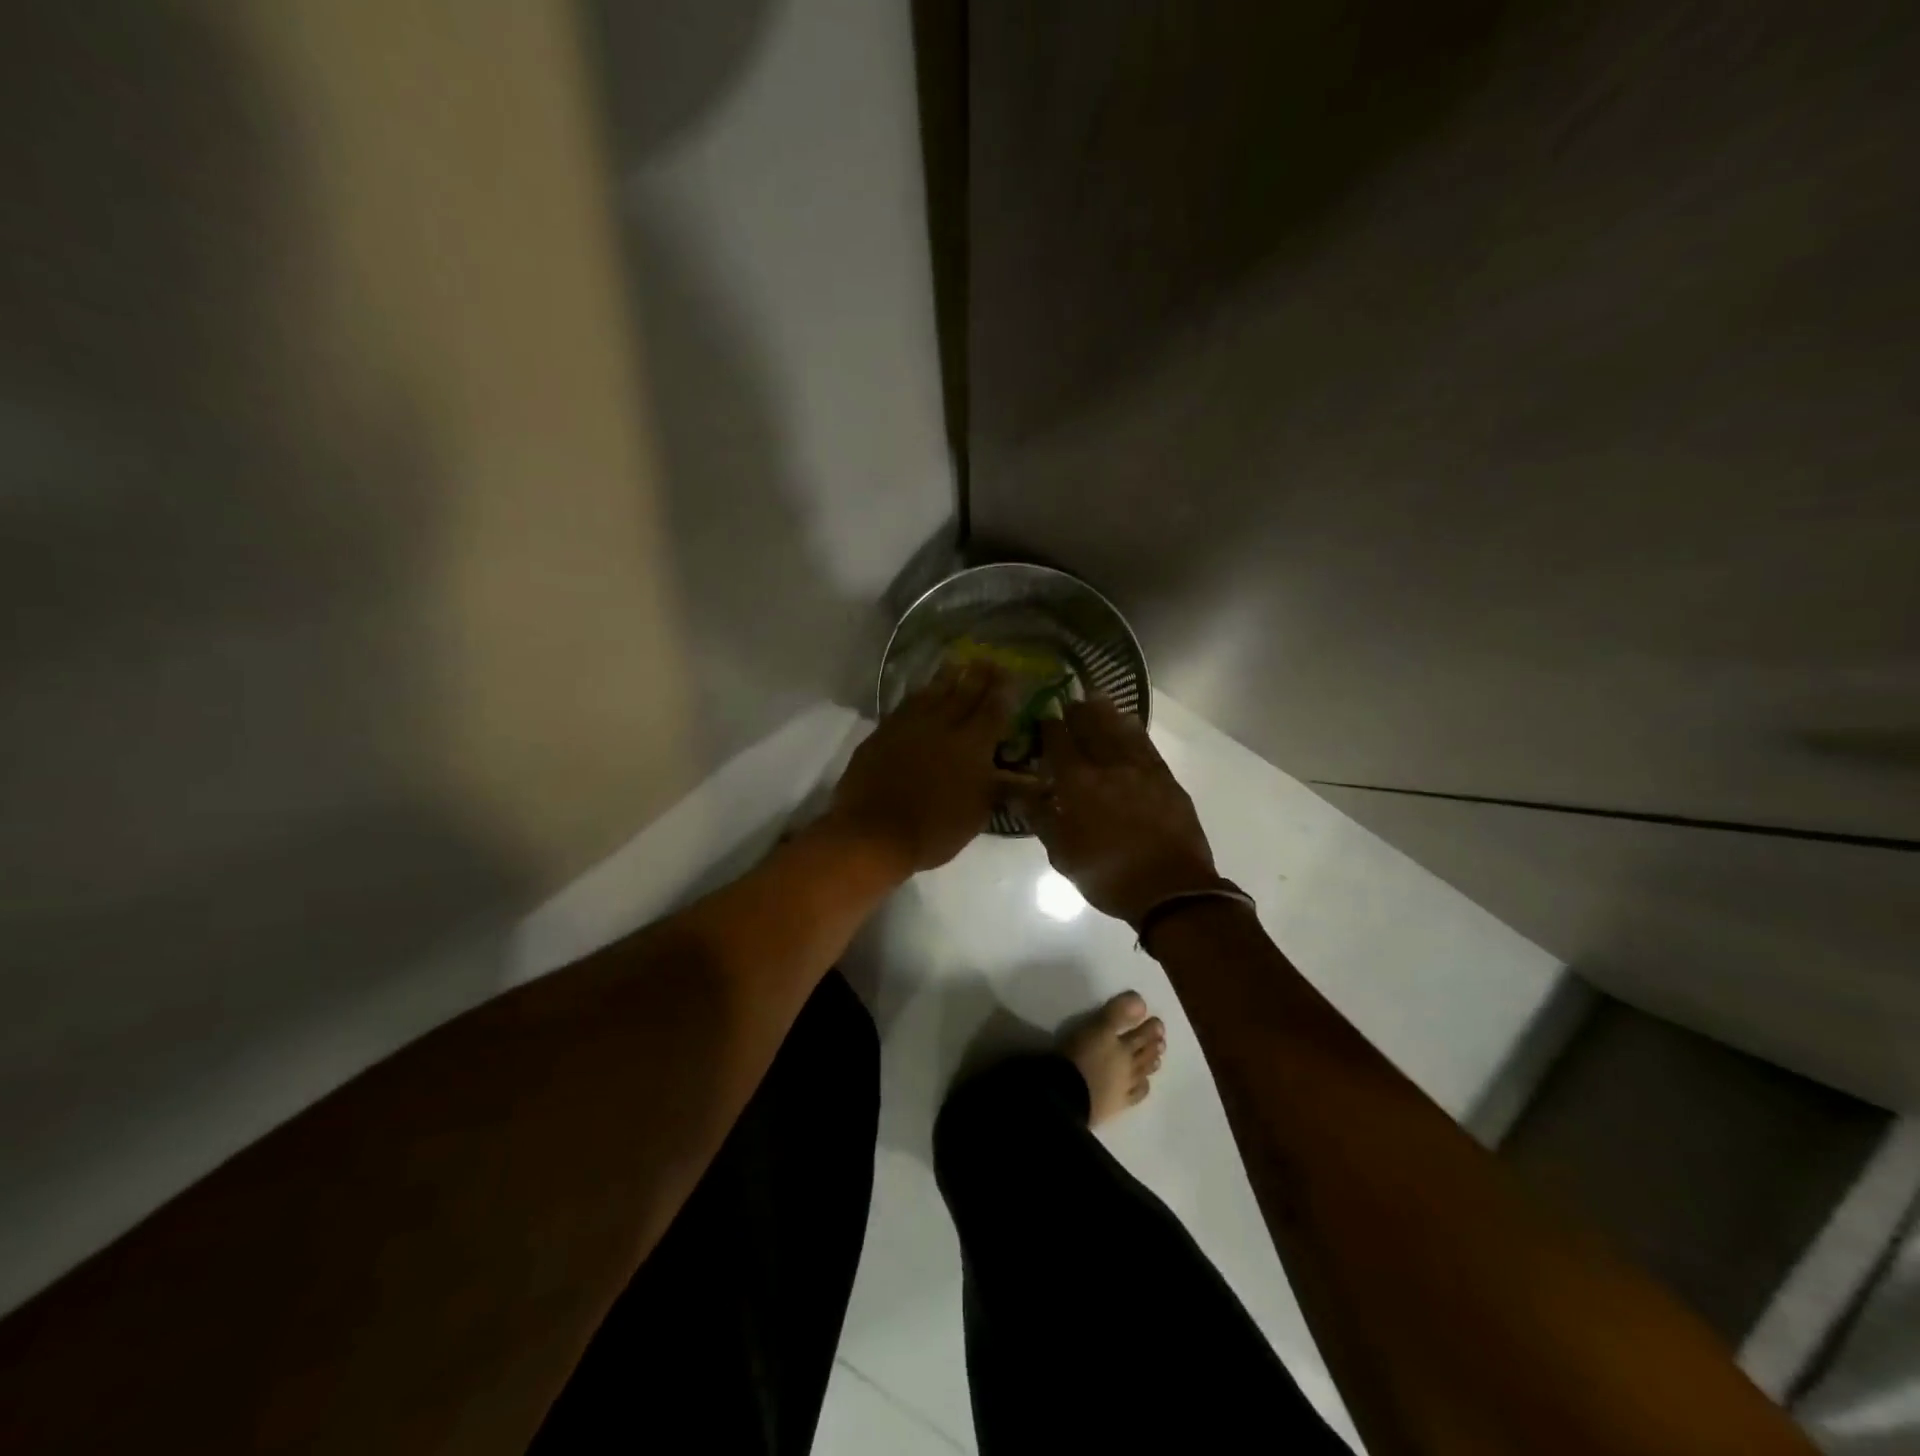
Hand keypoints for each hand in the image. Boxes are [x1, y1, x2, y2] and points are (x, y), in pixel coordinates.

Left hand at [827, 662, 1027, 875]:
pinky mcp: (884, 731)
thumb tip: (1027, 778)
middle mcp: (944, 726)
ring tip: (957, 663)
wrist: (874, 833)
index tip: (1011, 674)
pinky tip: (923, 691)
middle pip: (965, 692)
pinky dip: (920, 693)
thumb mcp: (978, 815)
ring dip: (948, 676)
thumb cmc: (934, 831)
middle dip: (979, 675)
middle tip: (989, 659)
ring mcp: (910, 725)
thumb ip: (1000, 789)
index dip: (1004, 690)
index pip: (994, 709)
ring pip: (933, 691)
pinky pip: (907, 703)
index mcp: (973, 745)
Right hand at [1019, 698, 1218, 924]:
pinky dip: (1134, 730)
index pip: (1058, 743)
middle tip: (1068, 701)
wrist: (1171, 890)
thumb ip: (1039, 818)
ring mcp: (1141, 769)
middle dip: (1077, 712)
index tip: (1042, 715)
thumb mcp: (1063, 854)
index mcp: (1078, 784)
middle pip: (1090, 727)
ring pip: (1120, 730)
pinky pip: (1146, 744)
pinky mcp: (1165, 778)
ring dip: (1105, 712)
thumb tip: (1017, 791)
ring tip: (1095, 699)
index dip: (1049, 726)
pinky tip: (1129, 722)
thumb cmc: (1108, 876)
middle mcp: (1108, 766)